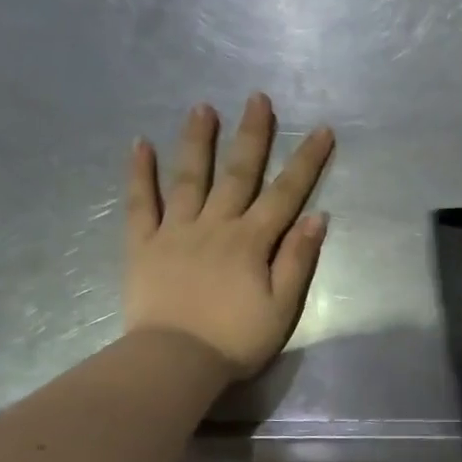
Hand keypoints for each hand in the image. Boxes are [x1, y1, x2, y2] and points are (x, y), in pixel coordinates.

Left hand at [124, 94, 333, 379]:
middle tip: (257, 99)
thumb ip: (297, 260)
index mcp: (251, 242)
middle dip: (252, 135)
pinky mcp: (143, 245)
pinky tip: (140, 145)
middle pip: (237, 174)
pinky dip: (140, 174)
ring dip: (198, 141)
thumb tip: (316, 217)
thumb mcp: (282, 307)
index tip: (321, 130)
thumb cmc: (236, 339)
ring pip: (189, 178)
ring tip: (203, 107)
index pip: (285, 194)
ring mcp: (175, 232)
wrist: (174, 362)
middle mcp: (214, 226)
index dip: (306, 161)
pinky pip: (140, 204)